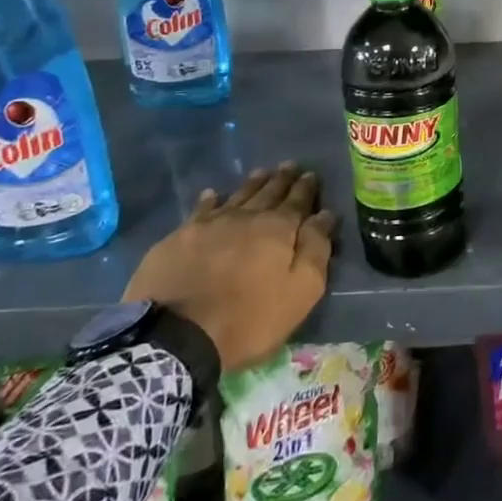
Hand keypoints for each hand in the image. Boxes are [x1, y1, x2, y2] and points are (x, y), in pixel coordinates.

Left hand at [124, 164, 335, 370]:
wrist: (177, 335)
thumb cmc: (249, 318)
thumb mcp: (300, 291)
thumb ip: (315, 249)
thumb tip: (325, 215)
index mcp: (278, 229)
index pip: (297, 201)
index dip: (306, 188)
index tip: (311, 174)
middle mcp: (246, 217)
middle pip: (268, 192)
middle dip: (282, 179)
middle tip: (289, 165)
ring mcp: (210, 224)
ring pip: (238, 195)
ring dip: (252, 183)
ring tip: (262, 171)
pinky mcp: (180, 237)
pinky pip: (201, 210)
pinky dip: (210, 200)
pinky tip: (213, 194)